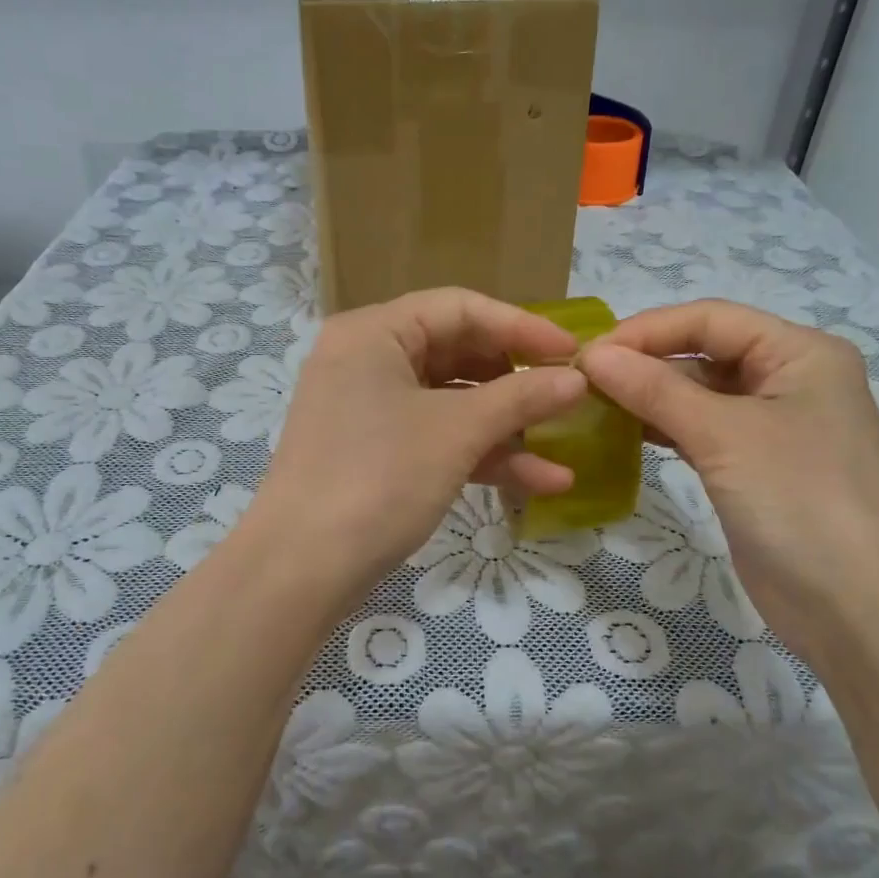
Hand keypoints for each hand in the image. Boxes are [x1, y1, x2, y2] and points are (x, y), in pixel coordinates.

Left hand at [245, 288, 588, 592]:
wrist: (301, 569)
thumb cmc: (379, 478)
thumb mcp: (457, 432)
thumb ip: (521, 398)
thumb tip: (578, 379)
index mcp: (374, 333)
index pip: (460, 308)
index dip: (521, 326)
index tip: (573, 352)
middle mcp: (367, 360)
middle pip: (457, 354)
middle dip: (516, 381)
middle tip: (567, 397)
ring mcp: (369, 410)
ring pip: (451, 403)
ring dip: (507, 427)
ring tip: (565, 446)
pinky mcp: (375, 454)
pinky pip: (436, 438)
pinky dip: (480, 455)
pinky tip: (540, 481)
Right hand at [579, 299, 878, 655]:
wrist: (858, 608)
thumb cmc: (800, 501)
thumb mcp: (725, 435)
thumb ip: (656, 390)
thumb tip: (593, 357)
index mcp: (799, 352)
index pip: (709, 319)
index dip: (646, 330)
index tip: (587, 354)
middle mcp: (788, 379)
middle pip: (704, 352)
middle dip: (644, 361)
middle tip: (581, 381)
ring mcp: (772, 426)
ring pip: (699, 393)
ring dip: (649, 395)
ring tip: (592, 403)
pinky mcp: (754, 467)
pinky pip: (701, 431)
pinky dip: (663, 428)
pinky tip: (623, 432)